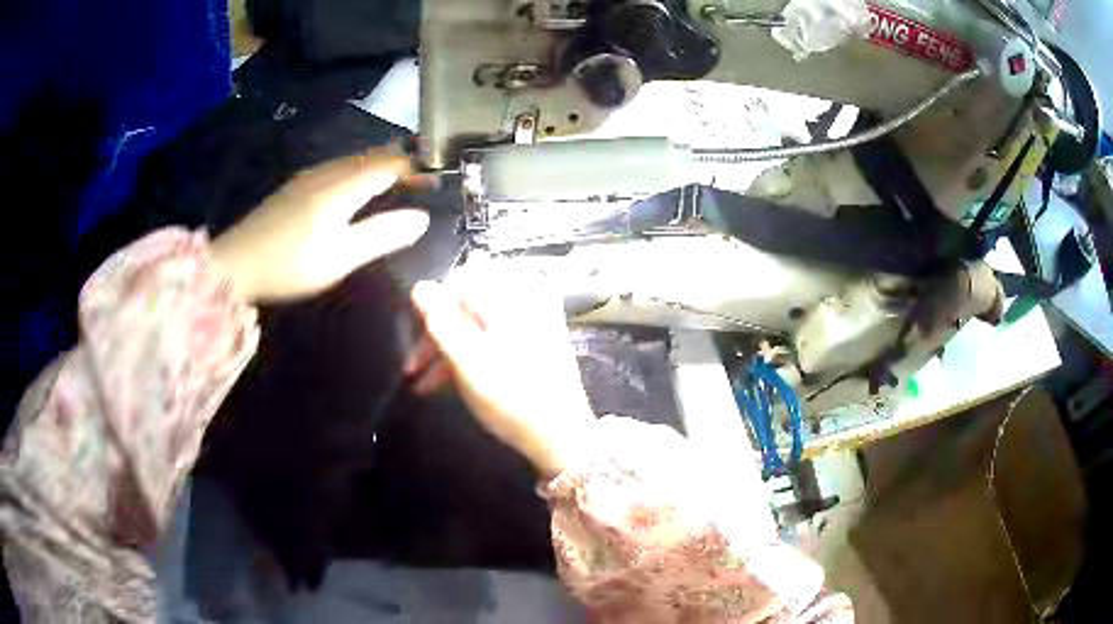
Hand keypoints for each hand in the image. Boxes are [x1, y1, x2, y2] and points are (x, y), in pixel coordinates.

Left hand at [210, 148, 429, 302]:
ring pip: (355, 160)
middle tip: (423, 182)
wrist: (235, 264)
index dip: (417, 168)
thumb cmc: (290, 263)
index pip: (391, 162)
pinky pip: (339, 167)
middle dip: (402, 163)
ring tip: (398, 185)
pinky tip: (358, 190)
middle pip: (374, 155)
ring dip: (381, 167)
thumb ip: (382, 234)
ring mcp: (309, 175)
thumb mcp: (340, 257)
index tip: (439, 181)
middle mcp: (328, 170)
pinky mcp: (296, 186)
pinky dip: (361, 172)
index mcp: (343, 184)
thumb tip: (422, 218)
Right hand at [407, 267, 595, 476]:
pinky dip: (470, 352)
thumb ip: (440, 321)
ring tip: (422, 383)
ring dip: (448, 347)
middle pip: (467, 301)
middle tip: (414, 366)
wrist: (562, 436)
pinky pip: (492, 334)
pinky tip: (445, 381)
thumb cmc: (513, 399)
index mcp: (514, 292)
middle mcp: (526, 295)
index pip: (459, 279)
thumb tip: (419, 285)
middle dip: (437, 332)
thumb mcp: (468, 362)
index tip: (415, 341)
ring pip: (476, 321)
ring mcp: (533, 316)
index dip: (432, 308)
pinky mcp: (535, 337)